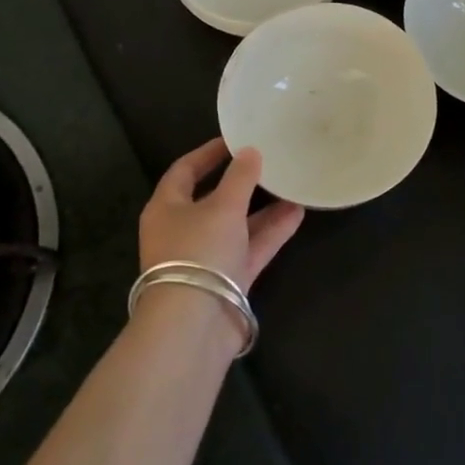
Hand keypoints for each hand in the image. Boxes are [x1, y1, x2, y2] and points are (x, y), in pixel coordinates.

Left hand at [139, 139, 304, 291]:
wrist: (194, 325)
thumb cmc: (199, 251)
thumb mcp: (222, 207)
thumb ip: (240, 177)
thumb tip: (250, 152)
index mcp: (166, 208)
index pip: (185, 170)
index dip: (209, 153)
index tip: (236, 139)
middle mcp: (183, 230)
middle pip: (213, 198)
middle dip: (242, 182)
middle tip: (270, 161)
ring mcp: (206, 257)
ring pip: (237, 224)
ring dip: (263, 207)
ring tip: (292, 185)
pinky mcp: (227, 279)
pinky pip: (251, 247)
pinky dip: (271, 231)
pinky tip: (297, 213)